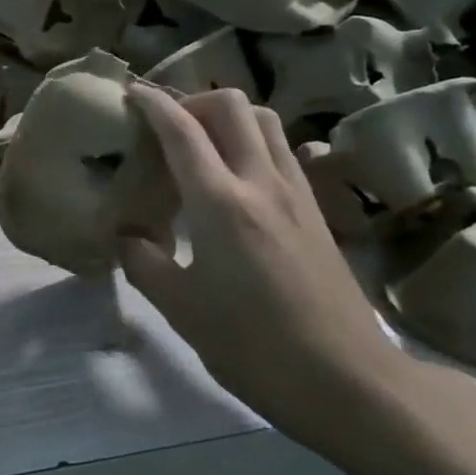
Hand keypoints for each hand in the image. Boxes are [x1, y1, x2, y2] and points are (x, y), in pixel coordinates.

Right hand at [121, 87, 442, 462]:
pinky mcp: (317, 211)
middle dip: (193, 101)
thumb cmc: (254, 347)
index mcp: (220, 203)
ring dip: (228, 117)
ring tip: (200, 145)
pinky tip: (237, 177)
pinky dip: (253, 142)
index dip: (152, 103)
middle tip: (166, 126)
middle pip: (232, 106)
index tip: (130, 92)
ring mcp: (297, 194)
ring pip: (265, 122)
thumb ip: (144, 263)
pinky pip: (283, 151)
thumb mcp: (181, 310)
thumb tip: (125, 236)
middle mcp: (261, 182)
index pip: (182, 130)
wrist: (350, 382)